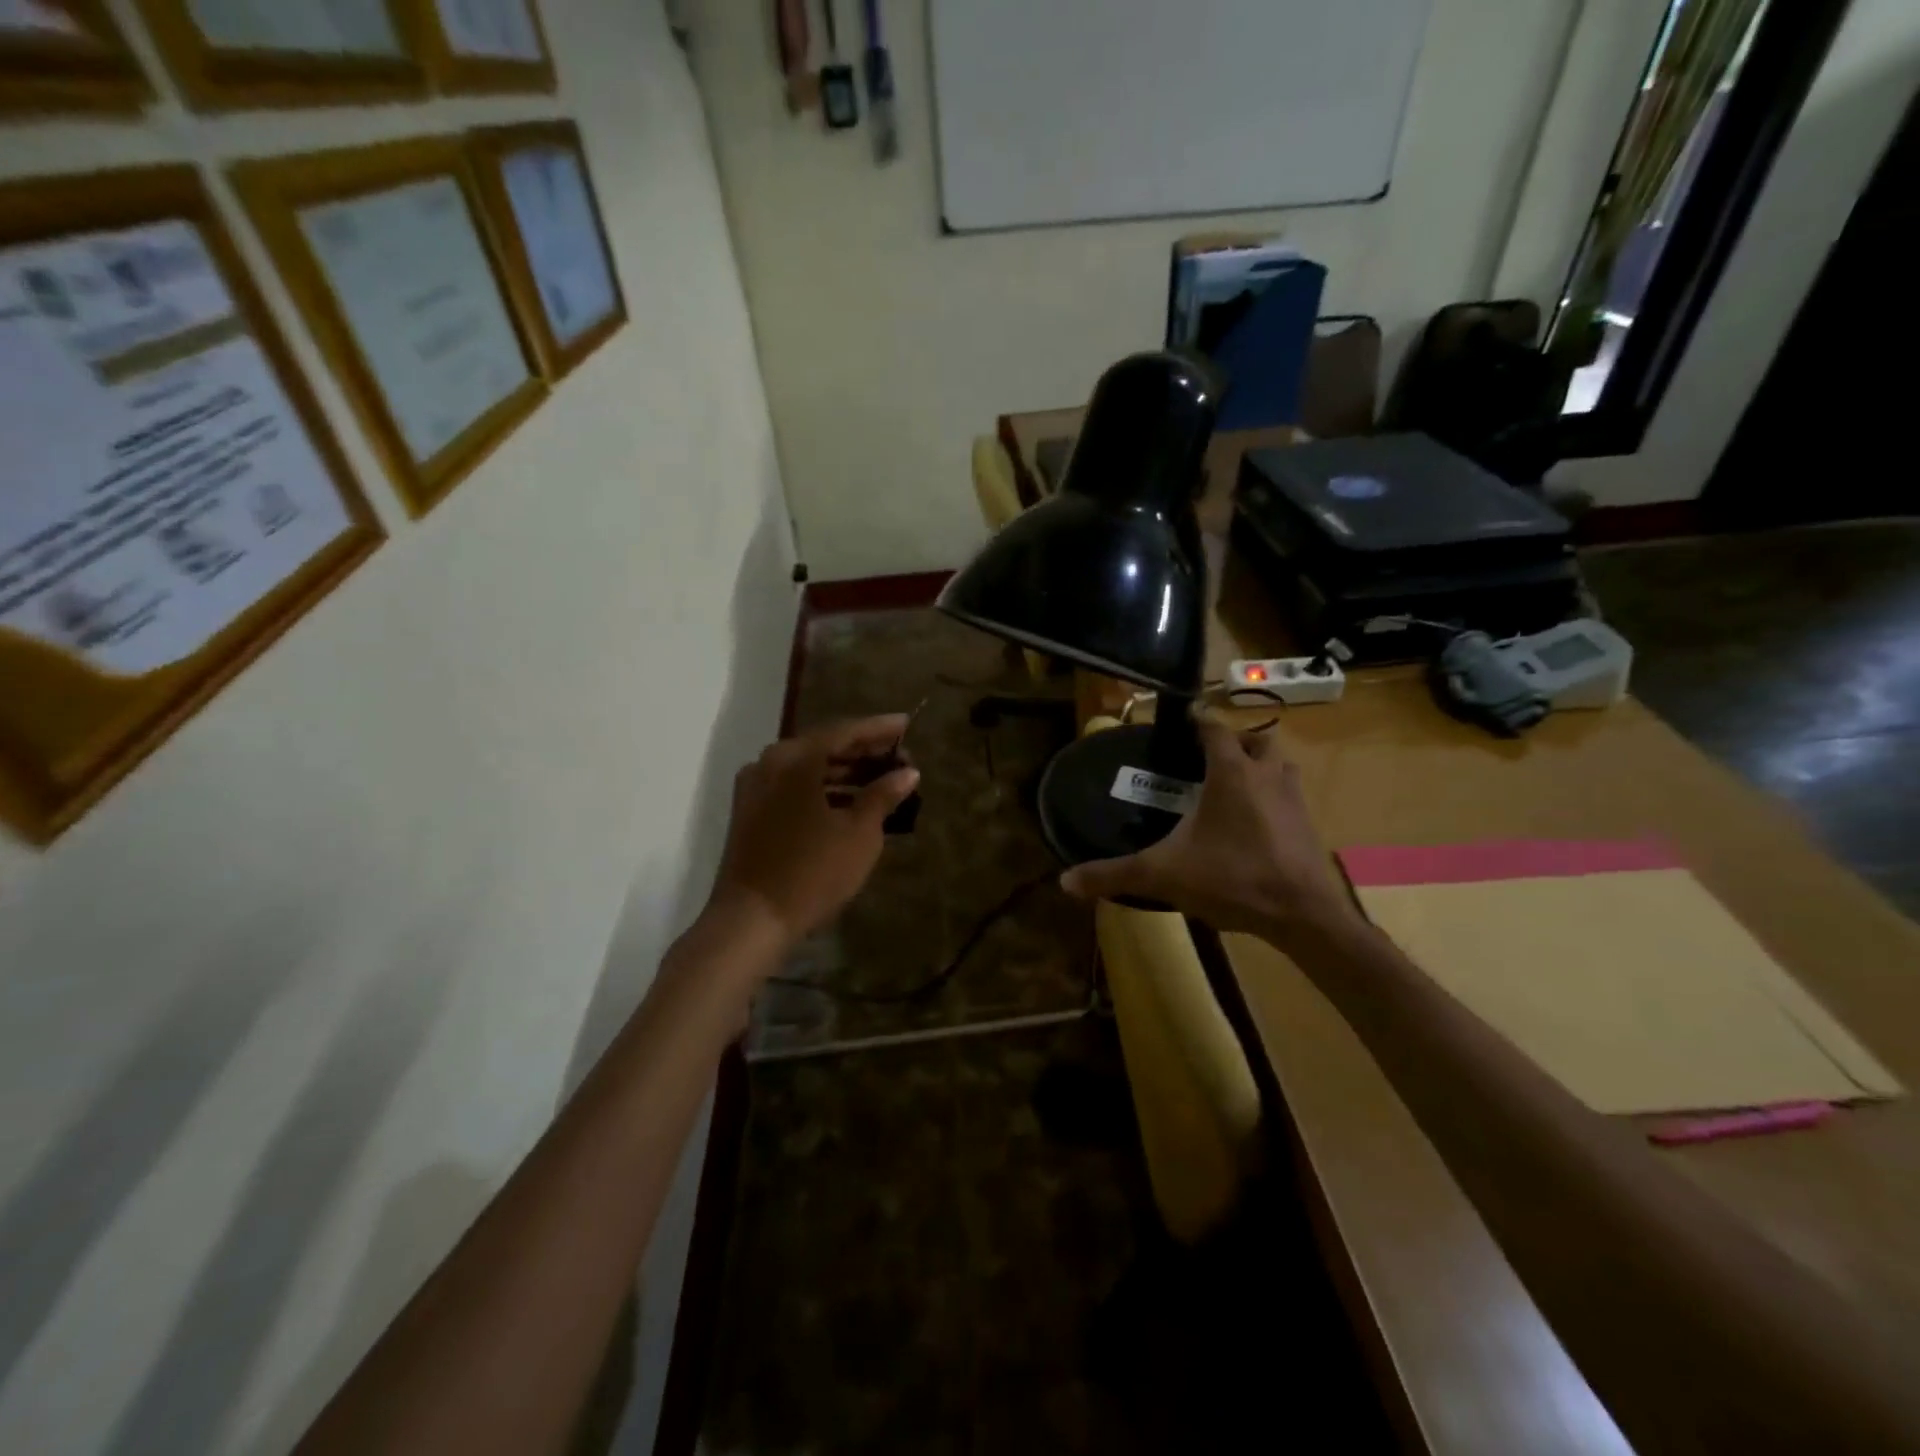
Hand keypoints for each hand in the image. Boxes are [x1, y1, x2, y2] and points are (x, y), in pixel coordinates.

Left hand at [706, 715, 920, 950]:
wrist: (751, 920)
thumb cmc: (812, 873)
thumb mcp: (859, 834)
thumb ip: (883, 795)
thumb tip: (907, 772)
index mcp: (795, 759)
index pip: (844, 732)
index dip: (878, 729)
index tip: (906, 724)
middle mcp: (769, 762)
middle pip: (823, 746)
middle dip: (862, 751)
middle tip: (898, 757)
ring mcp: (754, 787)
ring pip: (807, 768)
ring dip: (843, 771)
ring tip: (881, 779)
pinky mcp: (750, 812)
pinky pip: (792, 787)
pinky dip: (821, 789)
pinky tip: (848, 801)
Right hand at [1059, 717, 1360, 945]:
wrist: (1303, 915)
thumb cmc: (1232, 878)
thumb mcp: (1164, 875)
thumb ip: (1114, 875)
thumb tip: (1065, 882)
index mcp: (1231, 772)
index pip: (1214, 728)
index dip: (1197, 721)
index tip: (1180, 722)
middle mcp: (1266, 775)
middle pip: (1256, 739)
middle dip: (1234, 742)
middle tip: (1208, 760)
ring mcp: (1294, 799)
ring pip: (1279, 765)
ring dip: (1259, 767)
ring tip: (1232, 788)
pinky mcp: (1309, 825)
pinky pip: (1290, 796)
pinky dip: (1273, 798)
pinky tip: (1253, 826)